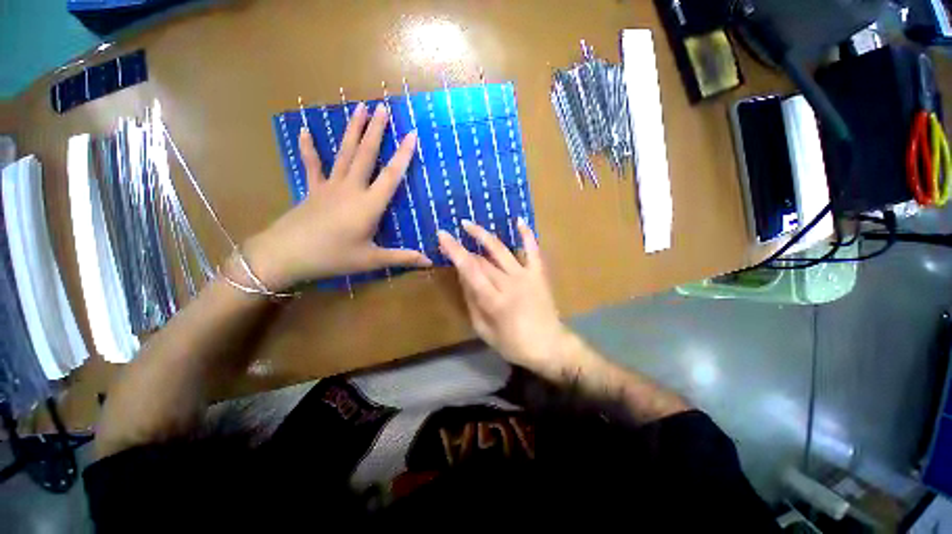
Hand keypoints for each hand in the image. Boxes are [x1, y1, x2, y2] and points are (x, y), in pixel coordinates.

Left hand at [245, 103, 430, 288]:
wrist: (286, 255)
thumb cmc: (333, 257)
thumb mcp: (371, 260)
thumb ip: (402, 258)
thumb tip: (429, 262)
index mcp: (369, 205)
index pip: (391, 176)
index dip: (403, 155)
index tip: (412, 134)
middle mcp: (351, 188)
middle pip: (366, 155)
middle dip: (376, 130)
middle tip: (382, 107)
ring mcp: (330, 186)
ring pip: (344, 153)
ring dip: (353, 130)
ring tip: (359, 108)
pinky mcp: (313, 189)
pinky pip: (312, 164)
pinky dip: (309, 147)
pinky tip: (304, 130)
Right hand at [438, 220, 573, 376]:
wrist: (550, 347)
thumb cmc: (515, 344)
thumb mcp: (485, 331)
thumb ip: (473, 303)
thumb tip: (463, 279)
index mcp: (495, 300)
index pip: (470, 270)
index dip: (455, 251)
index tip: (442, 236)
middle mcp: (509, 283)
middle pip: (482, 260)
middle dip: (464, 247)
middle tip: (450, 236)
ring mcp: (526, 276)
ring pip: (501, 250)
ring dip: (484, 235)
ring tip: (469, 224)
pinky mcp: (538, 274)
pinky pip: (533, 251)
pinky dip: (527, 235)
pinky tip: (519, 220)